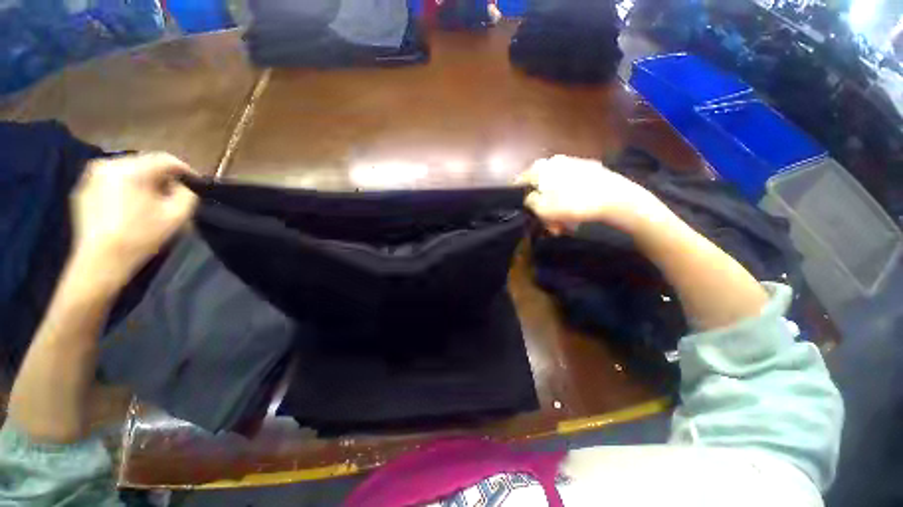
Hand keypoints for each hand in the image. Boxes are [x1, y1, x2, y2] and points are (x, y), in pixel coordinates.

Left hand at [70, 152, 197, 289]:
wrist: (100, 261)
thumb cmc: (140, 237)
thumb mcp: (177, 216)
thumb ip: (186, 194)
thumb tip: (181, 185)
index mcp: (131, 169)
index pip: (165, 159)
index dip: (185, 170)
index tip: (196, 183)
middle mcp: (108, 164)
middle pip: (144, 163)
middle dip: (162, 176)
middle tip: (173, 194)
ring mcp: (91, 176)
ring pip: (127, 170)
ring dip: (143, 181)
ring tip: (152, 200)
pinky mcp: (83, 188)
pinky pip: (112, 180)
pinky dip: (125, 188)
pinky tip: (130, 206)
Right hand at [517, 155, 672, 234]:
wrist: (618, 200)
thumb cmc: (574, 204)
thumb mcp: (543, 208)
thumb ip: (529, 202)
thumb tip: (529, 198)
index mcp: (542, 167)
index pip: (521, 179)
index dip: (518, 195)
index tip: (522, 209)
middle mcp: (557, 161)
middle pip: (540, 186)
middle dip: (541, 207)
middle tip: (546, 223)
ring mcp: (575, 164)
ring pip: (556, 189)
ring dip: (555, 208)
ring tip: (562, 225)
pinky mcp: (591, 171)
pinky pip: (571, 188)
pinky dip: (569, 201)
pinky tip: (575, 214)